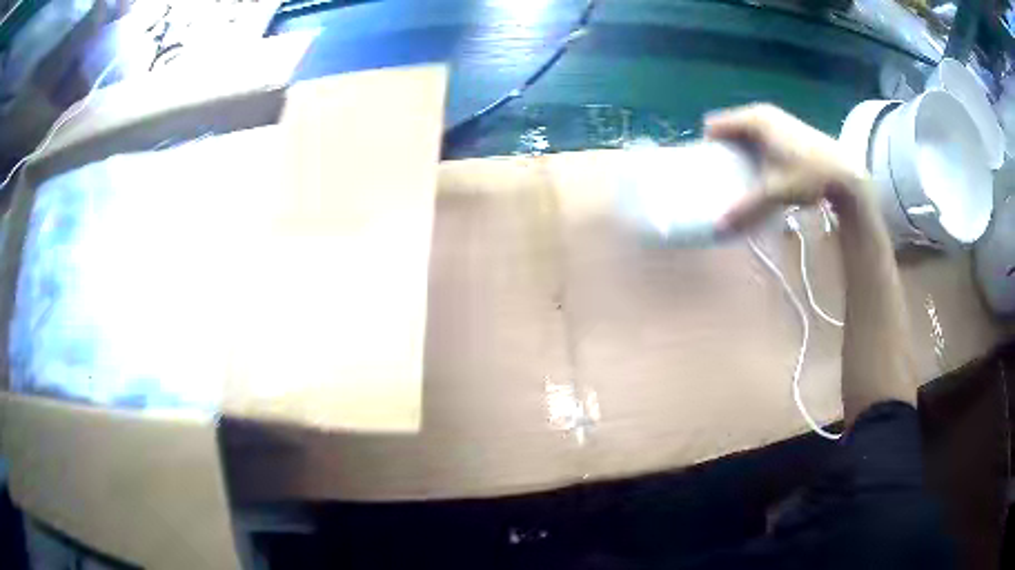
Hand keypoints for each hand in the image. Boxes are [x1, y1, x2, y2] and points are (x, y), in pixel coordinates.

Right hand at [704, 104, 869, 231]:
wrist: (846, 174)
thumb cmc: (809, 175)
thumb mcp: (775, 193)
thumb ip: (746, 209)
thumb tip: (717, 227)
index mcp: (754, 120)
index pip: (714, 125)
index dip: (708, 145)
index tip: (709, 169)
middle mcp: (762, 112)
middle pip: (729, 127)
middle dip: (724, 149)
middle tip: (724, 175)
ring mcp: (776, 118)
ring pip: (746, 130)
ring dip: (740, 150)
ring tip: (743, 175)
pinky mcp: (788, 127)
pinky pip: (760, 133)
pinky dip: (756, 148)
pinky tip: (765, 170)